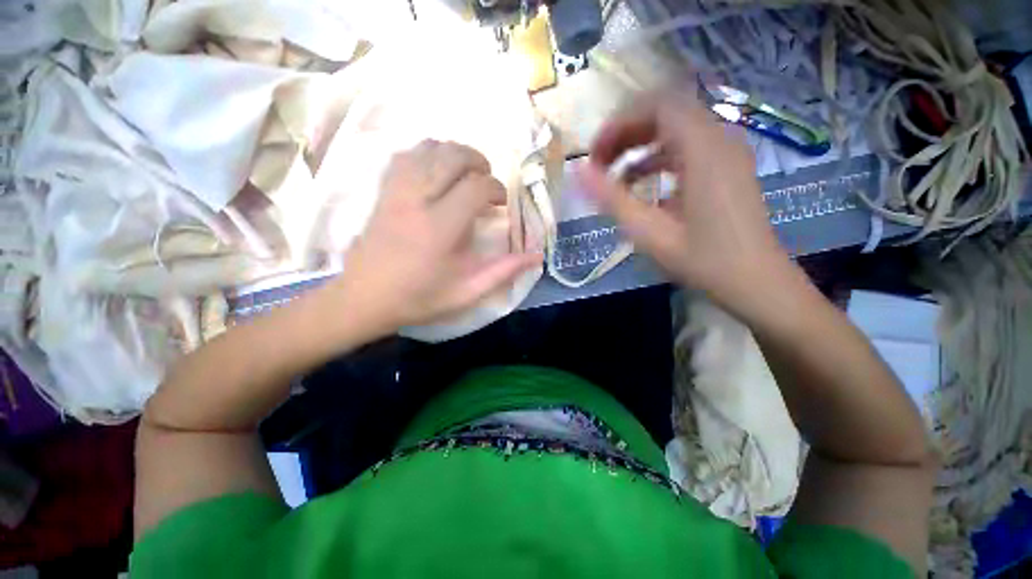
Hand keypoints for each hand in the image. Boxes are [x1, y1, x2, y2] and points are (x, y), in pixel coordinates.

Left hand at [329, 140, 540, 334]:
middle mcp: (418, 200)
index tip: (501, 204)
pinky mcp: (383, 192)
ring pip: (428, 149)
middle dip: (478, 161)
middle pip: (452, 156)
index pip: (475, 186)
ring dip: (454, 154)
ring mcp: (396, 192)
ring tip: (466, 173)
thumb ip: (503, 271)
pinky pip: (405, 156)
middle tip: (487, 183)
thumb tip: (536, 256)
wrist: (364, 298)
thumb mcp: (467, 292)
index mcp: (441, 227)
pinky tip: (436, 170)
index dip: (496, 189)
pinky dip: (426, 154)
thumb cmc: (419, 298)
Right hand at [577, 90, 795, 313]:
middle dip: (625, 134)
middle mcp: (719, 139)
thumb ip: (611, 199)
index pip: (657, 105)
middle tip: (599, 164)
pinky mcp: (726, 166)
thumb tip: (578, 172)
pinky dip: (658, 158)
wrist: (755, 281)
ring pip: (675, 129)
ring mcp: (726, 151)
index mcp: (703, 149)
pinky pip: (686, 147)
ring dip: (639, 146)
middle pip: (665, 113)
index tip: (595, 155)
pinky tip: (641, 185)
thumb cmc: (701, 259)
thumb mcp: (648, 232)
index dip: (619, 123)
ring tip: (614, 177)